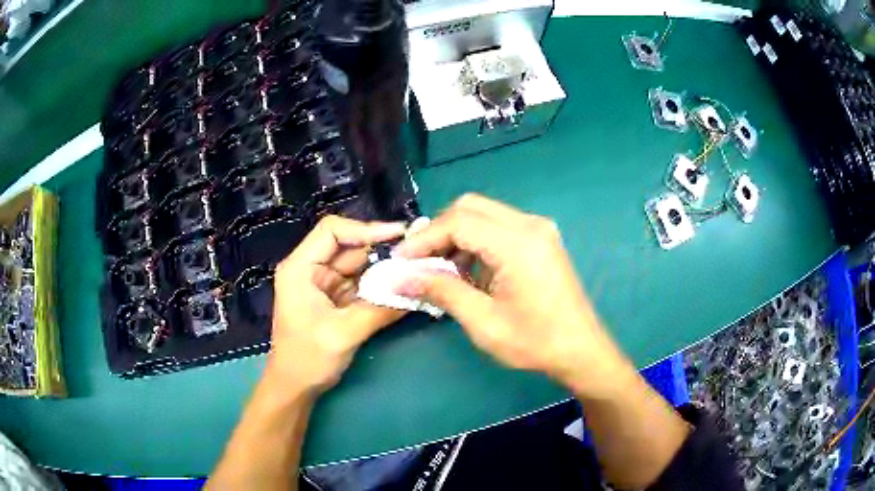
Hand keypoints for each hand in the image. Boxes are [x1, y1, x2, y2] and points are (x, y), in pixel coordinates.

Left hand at [268, 216, 407, 394]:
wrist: (295, 387)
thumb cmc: (308, 359)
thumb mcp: (343, 334)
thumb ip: (379, 310)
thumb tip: (417, 291)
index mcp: (300, 268)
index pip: (332, 231)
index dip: (365, 228)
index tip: (399, 236)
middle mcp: (310, 269)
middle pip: (349, 245)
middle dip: (381, 248)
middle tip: (416, 253)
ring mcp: (323, 283)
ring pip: (358, 264)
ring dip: (383, 267)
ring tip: (414, 268)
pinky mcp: (334, 298)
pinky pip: (360, 282)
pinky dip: (379, 284)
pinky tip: (401, 285)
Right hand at [394, 194, 631, 397]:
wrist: (580, 350)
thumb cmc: (534, 342)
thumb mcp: (483, 321)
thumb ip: (441, 291)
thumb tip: (401, 278)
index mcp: (518, 244)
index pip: (458, 222)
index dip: (424, 239)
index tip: (401, 260)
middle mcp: (530, 225)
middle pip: (470, 208)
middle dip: (438, 231)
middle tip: (419, 261)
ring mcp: (539, 229)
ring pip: (484, 214)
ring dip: (457, 235)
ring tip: (440, 269)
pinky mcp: (541, 239)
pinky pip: (499, 227)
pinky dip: (476, 241)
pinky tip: (468, 269)